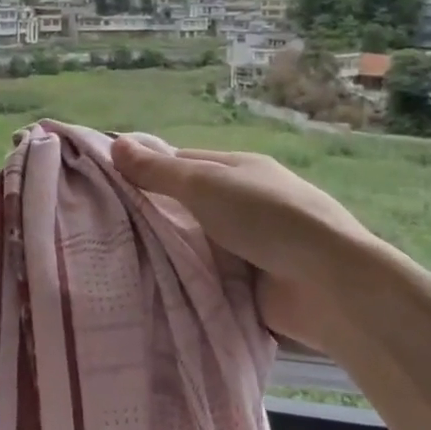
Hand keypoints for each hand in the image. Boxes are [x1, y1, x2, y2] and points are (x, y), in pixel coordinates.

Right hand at [109, 136, 403, 352]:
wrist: (329, 285)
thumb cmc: (266, 219)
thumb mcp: (205, 186)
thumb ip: (158, 171)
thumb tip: (115, 142)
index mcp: (238, 169)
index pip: (181, 163)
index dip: (146, 170)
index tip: (106, 185)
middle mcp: (243, 203)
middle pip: (187, 205)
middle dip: (153, 216)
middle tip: (101, 228)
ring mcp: (250, 244)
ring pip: (195, 243)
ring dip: (168, 252)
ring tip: (114, 259)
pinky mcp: (251, 284)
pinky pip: (208, 278)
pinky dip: (186, 282)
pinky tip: (149, 287)